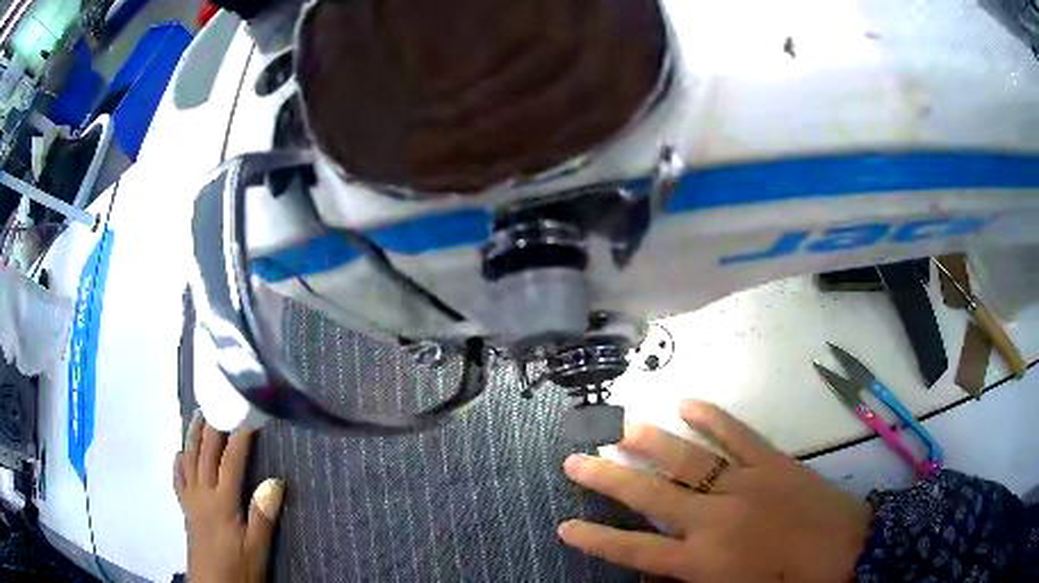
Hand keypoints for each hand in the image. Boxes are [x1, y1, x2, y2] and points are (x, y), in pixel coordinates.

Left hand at [174, 413, 284, 582]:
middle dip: (213, 426)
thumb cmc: (238, 569)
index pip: (231, 461)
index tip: (248, 412)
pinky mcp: (186, 509)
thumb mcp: (257, 549)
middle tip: (219, 400)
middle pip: (206, 453)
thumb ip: (263, 515)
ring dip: (194, 436)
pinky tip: (180, 453)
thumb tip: (276, 480)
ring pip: (189, 460)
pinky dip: (179, 462)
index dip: (240, 435)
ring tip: (198, 415)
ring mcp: (191, 500)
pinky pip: (179, 478)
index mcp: (222, 502)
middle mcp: (203, 493)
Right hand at [558, 400, 871, 582]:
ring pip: (689, 458)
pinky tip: (690, 403)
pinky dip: (713, 417)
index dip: (597, 539)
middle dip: (608, 478)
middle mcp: (716, 518)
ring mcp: (745, 483)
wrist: (845, 553)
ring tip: (622, 426)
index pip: (636, 550)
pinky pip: (737, 435)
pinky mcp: (772, 462)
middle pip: (651, 495)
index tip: (565, 525)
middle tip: (576, 458)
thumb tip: (656, 574)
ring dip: (652, 441)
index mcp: (704, 560)